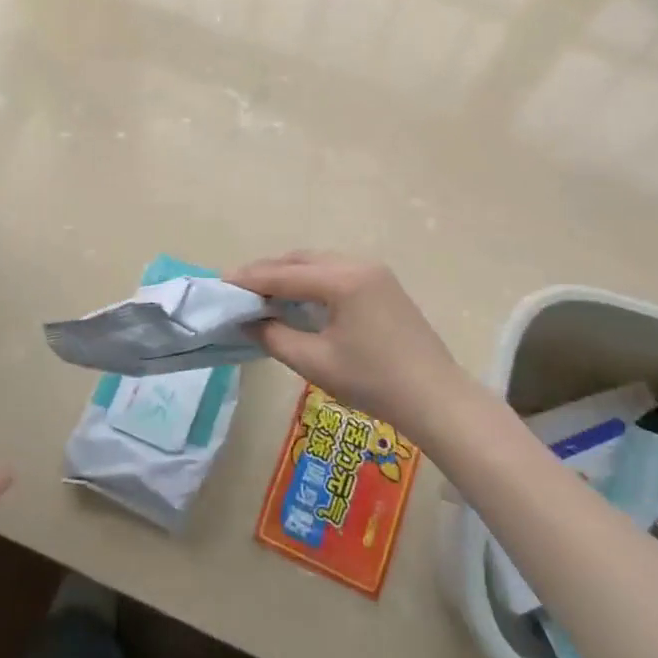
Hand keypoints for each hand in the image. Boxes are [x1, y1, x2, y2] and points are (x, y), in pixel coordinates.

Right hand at [226, 253, 467, 437]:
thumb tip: (249, 321)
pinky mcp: (384, 284)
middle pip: (301, 260)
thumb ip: (275, 336)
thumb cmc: (373, 382)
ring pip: (320, 264)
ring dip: (290, 274)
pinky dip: (312, 280)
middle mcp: (358, 264)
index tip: (221, 282)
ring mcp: (375, 272)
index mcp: (342, 279)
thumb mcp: (315, 362)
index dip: (250, 279)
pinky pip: (337, 272)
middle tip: (239, 288)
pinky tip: (299, 298)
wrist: (436, 397)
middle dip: (268, 271)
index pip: (284, 274)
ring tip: (263, 293)